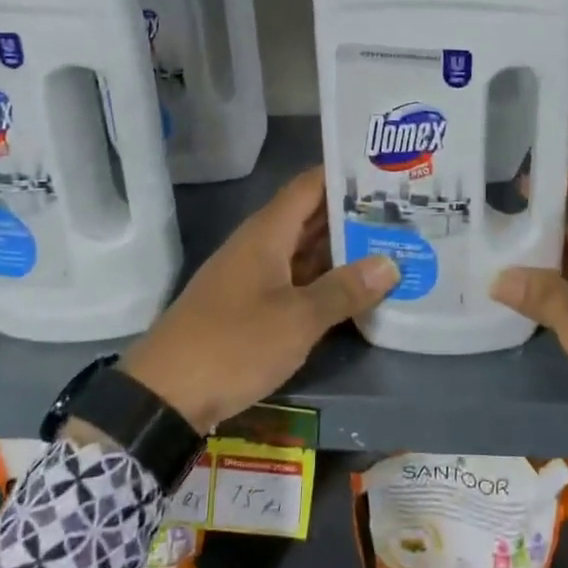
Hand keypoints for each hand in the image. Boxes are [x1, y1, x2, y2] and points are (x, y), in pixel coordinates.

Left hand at [122, 168, 399, 431]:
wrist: (165, 395)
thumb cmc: (233, 344)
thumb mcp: (297, 319)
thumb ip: (344, 290)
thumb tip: (391, 263)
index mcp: (267, 233)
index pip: (310, 185)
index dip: (344, 174)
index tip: (386, 172)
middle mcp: (260, 246)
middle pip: (311, 217)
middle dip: (353, 214)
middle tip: (403, 212)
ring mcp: (254, 277)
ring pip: (305, 251)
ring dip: (343, 250)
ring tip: (392, 245)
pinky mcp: (251, 307)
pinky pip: (296, 281)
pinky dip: (325, 281)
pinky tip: (357, 290)